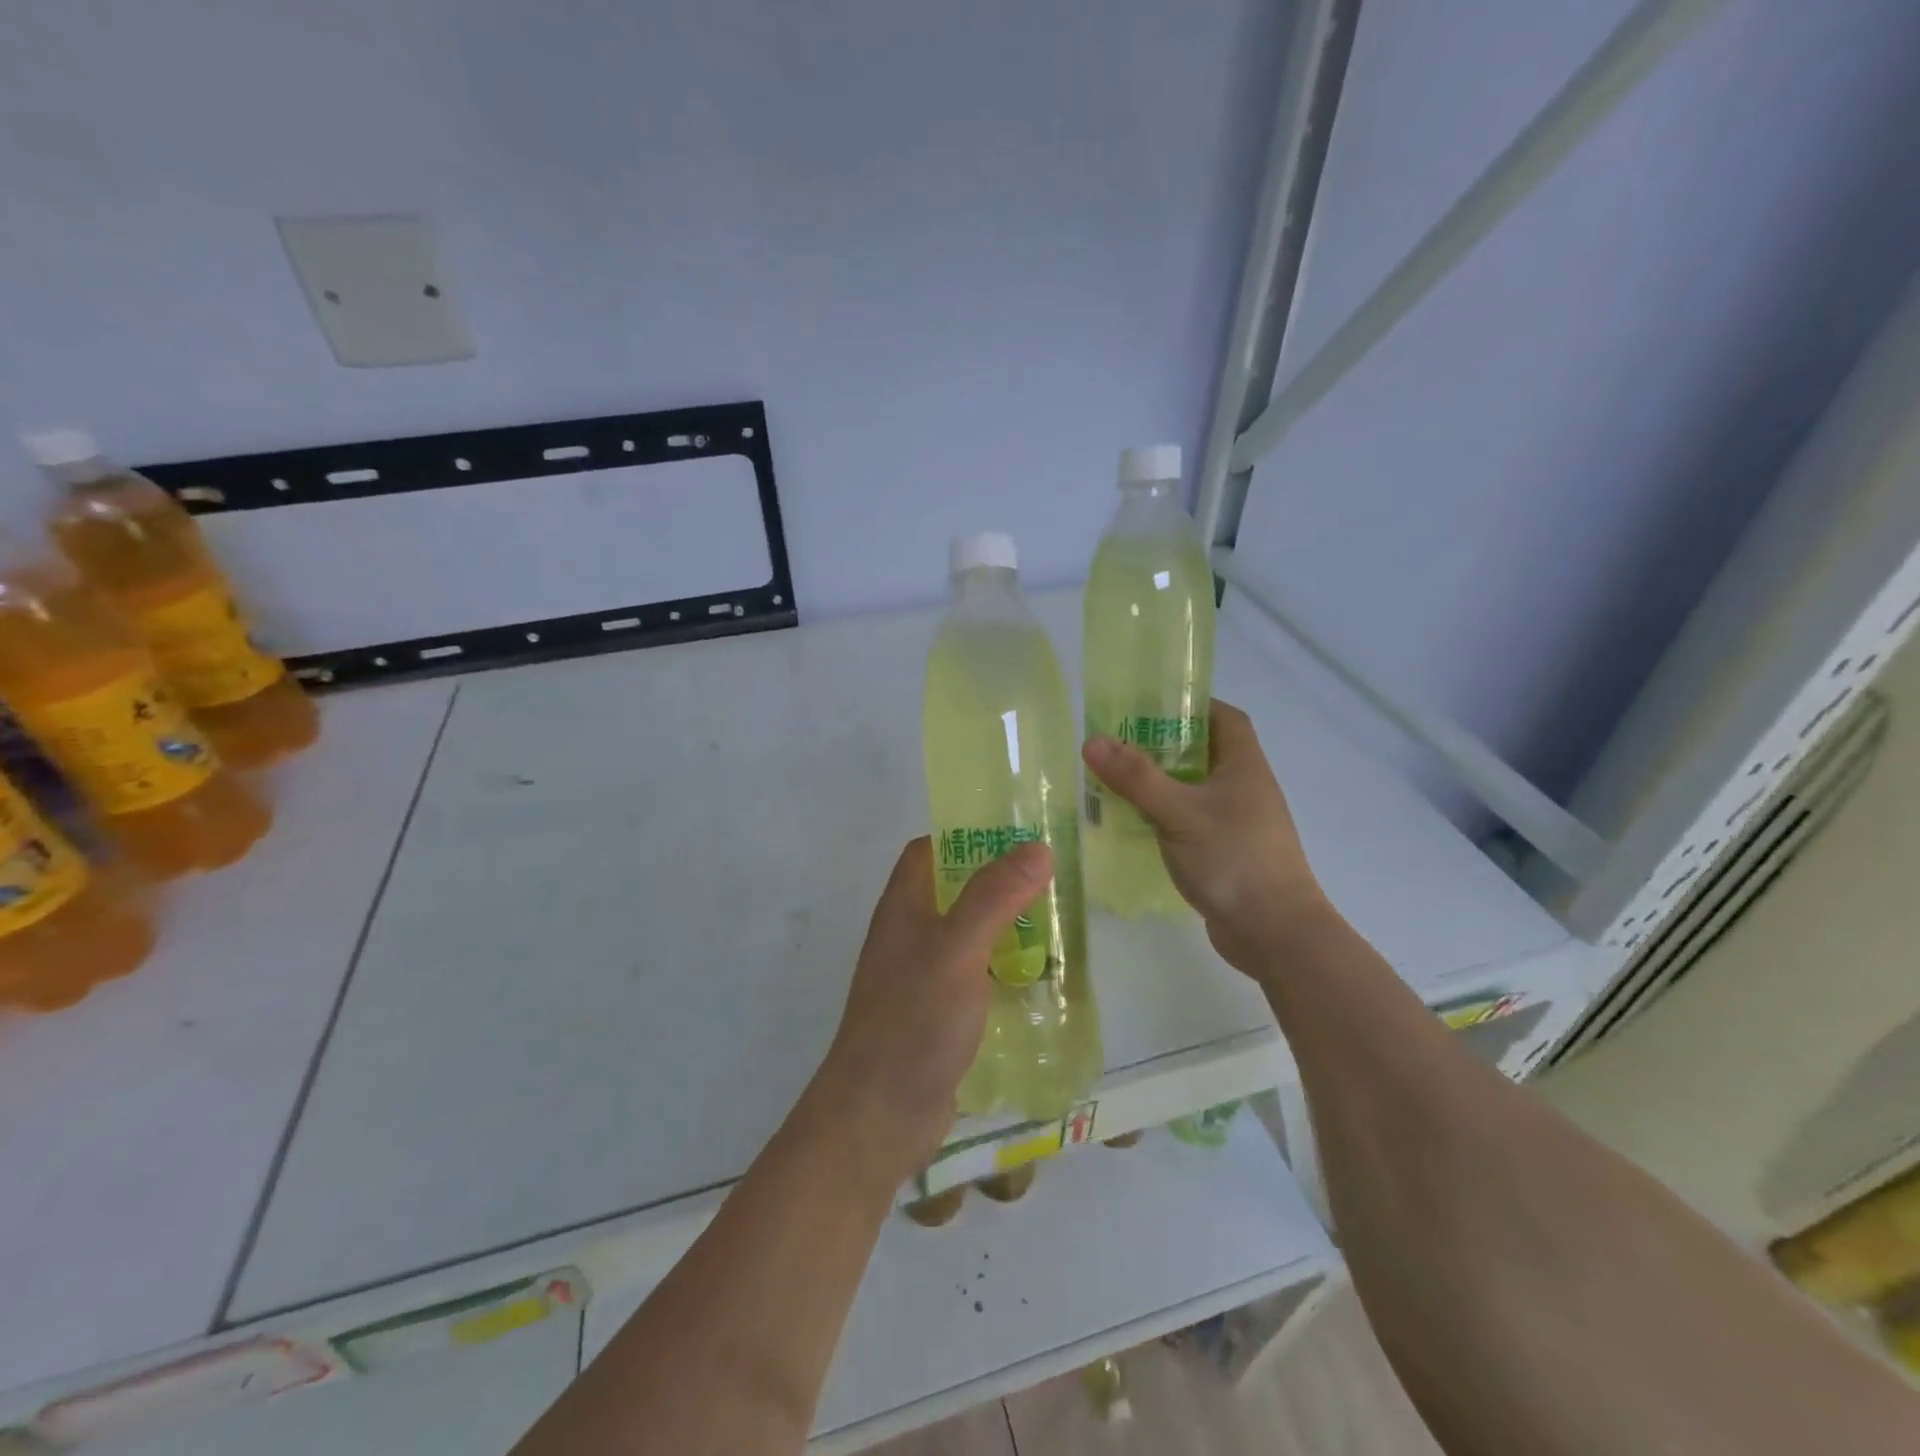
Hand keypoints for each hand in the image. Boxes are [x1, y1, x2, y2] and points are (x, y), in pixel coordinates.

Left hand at [818, 836, 1051, 1165]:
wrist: (879, 1115)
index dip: (965, 835)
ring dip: (1006, 927)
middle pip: (954, 890)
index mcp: (904, 907)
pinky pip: (976, 977)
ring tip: (1058, 923)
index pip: (928, 851)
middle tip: (1051, 879)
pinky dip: (1004, 970)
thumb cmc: (914, 1019)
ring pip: (969, 936)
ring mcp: (923, 976)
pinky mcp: (939, 1014)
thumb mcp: (957, 948)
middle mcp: (909, 935)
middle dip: (998, 882)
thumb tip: (1036, 847)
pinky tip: (1041, 980)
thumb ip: (994, 897)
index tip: (1015, 834)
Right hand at [1083, 700, 1324, 972]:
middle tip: (1118, 744)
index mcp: (1243, 766)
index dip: (1192, 705)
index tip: (1150, 706)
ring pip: (1194, 789)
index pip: (1224, 717)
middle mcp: (1244, 788)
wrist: (1275, 932)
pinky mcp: (1226, 852)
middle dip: (1163, 745)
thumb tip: (1092, 740)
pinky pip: (1191, 822)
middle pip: (1204, 752)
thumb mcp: (1178, 812)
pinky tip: (1134, 824)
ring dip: (1160, 783)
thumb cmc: (1233, 859)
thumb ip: (1136, 777)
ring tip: (1116, 781)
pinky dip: (1165, 816)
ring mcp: (1237, 823)